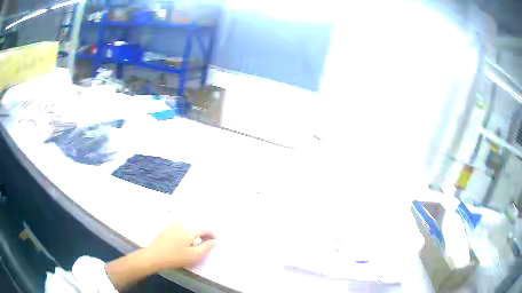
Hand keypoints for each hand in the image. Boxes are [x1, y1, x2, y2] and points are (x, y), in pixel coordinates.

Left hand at [105, 222, 216, 289]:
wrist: (154, 256)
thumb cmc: (175, 257)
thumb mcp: (193, 255)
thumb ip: (206, 247)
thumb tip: (216, 241)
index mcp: (190, 229)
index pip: (206, 228)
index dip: (213, 235)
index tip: (216, 242)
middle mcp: (182, 223)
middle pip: (198, 225)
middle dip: (206, 233)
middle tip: (209, 243)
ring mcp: (174, 224)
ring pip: (191, 225)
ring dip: (198, 232)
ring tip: (199, 243)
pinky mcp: (169, 228)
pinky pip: (184, 226)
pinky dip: (190, 231)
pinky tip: (188, 240)